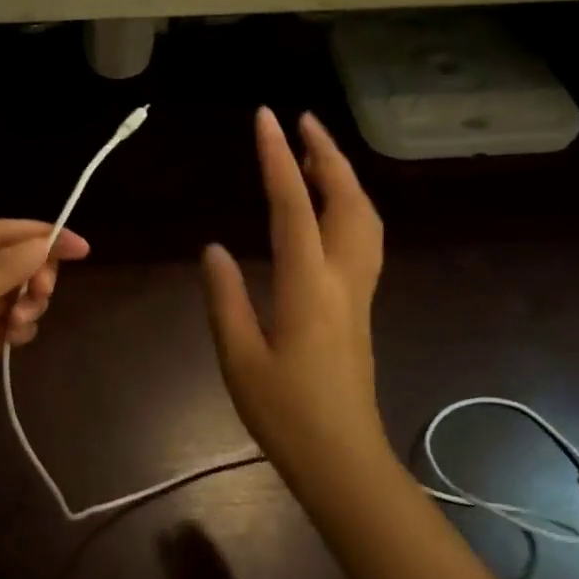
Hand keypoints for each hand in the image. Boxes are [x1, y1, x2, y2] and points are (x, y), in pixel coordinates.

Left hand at [0, 220, 89, 458]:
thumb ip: (1, 271)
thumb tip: (46, 244)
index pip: (1, 232)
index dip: (43, 236)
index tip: (82, 249)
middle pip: (10, 262)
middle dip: (32, 276)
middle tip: (40, 297)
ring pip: (10, 294)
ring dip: (25, 305)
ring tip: (19, 327)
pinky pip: (3, 324)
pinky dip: (16, 328)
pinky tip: (15, 339)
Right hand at [201, 109, 388, 489]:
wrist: (344, 460)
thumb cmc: (286, 413)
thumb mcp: (238, 358)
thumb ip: (225, 298)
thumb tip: (213, 248)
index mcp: (308, 285)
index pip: (293, 205)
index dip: (278, 157)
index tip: (267, 118)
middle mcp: (342, 277)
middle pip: (346, 199)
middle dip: (327, 153)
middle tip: (302, 120)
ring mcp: (359, 290)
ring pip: (364, 217)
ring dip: (343, 176)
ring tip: (316, 152)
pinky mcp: (361, 304)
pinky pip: (363, 237)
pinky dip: (349, 204)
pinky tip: (329, 206)